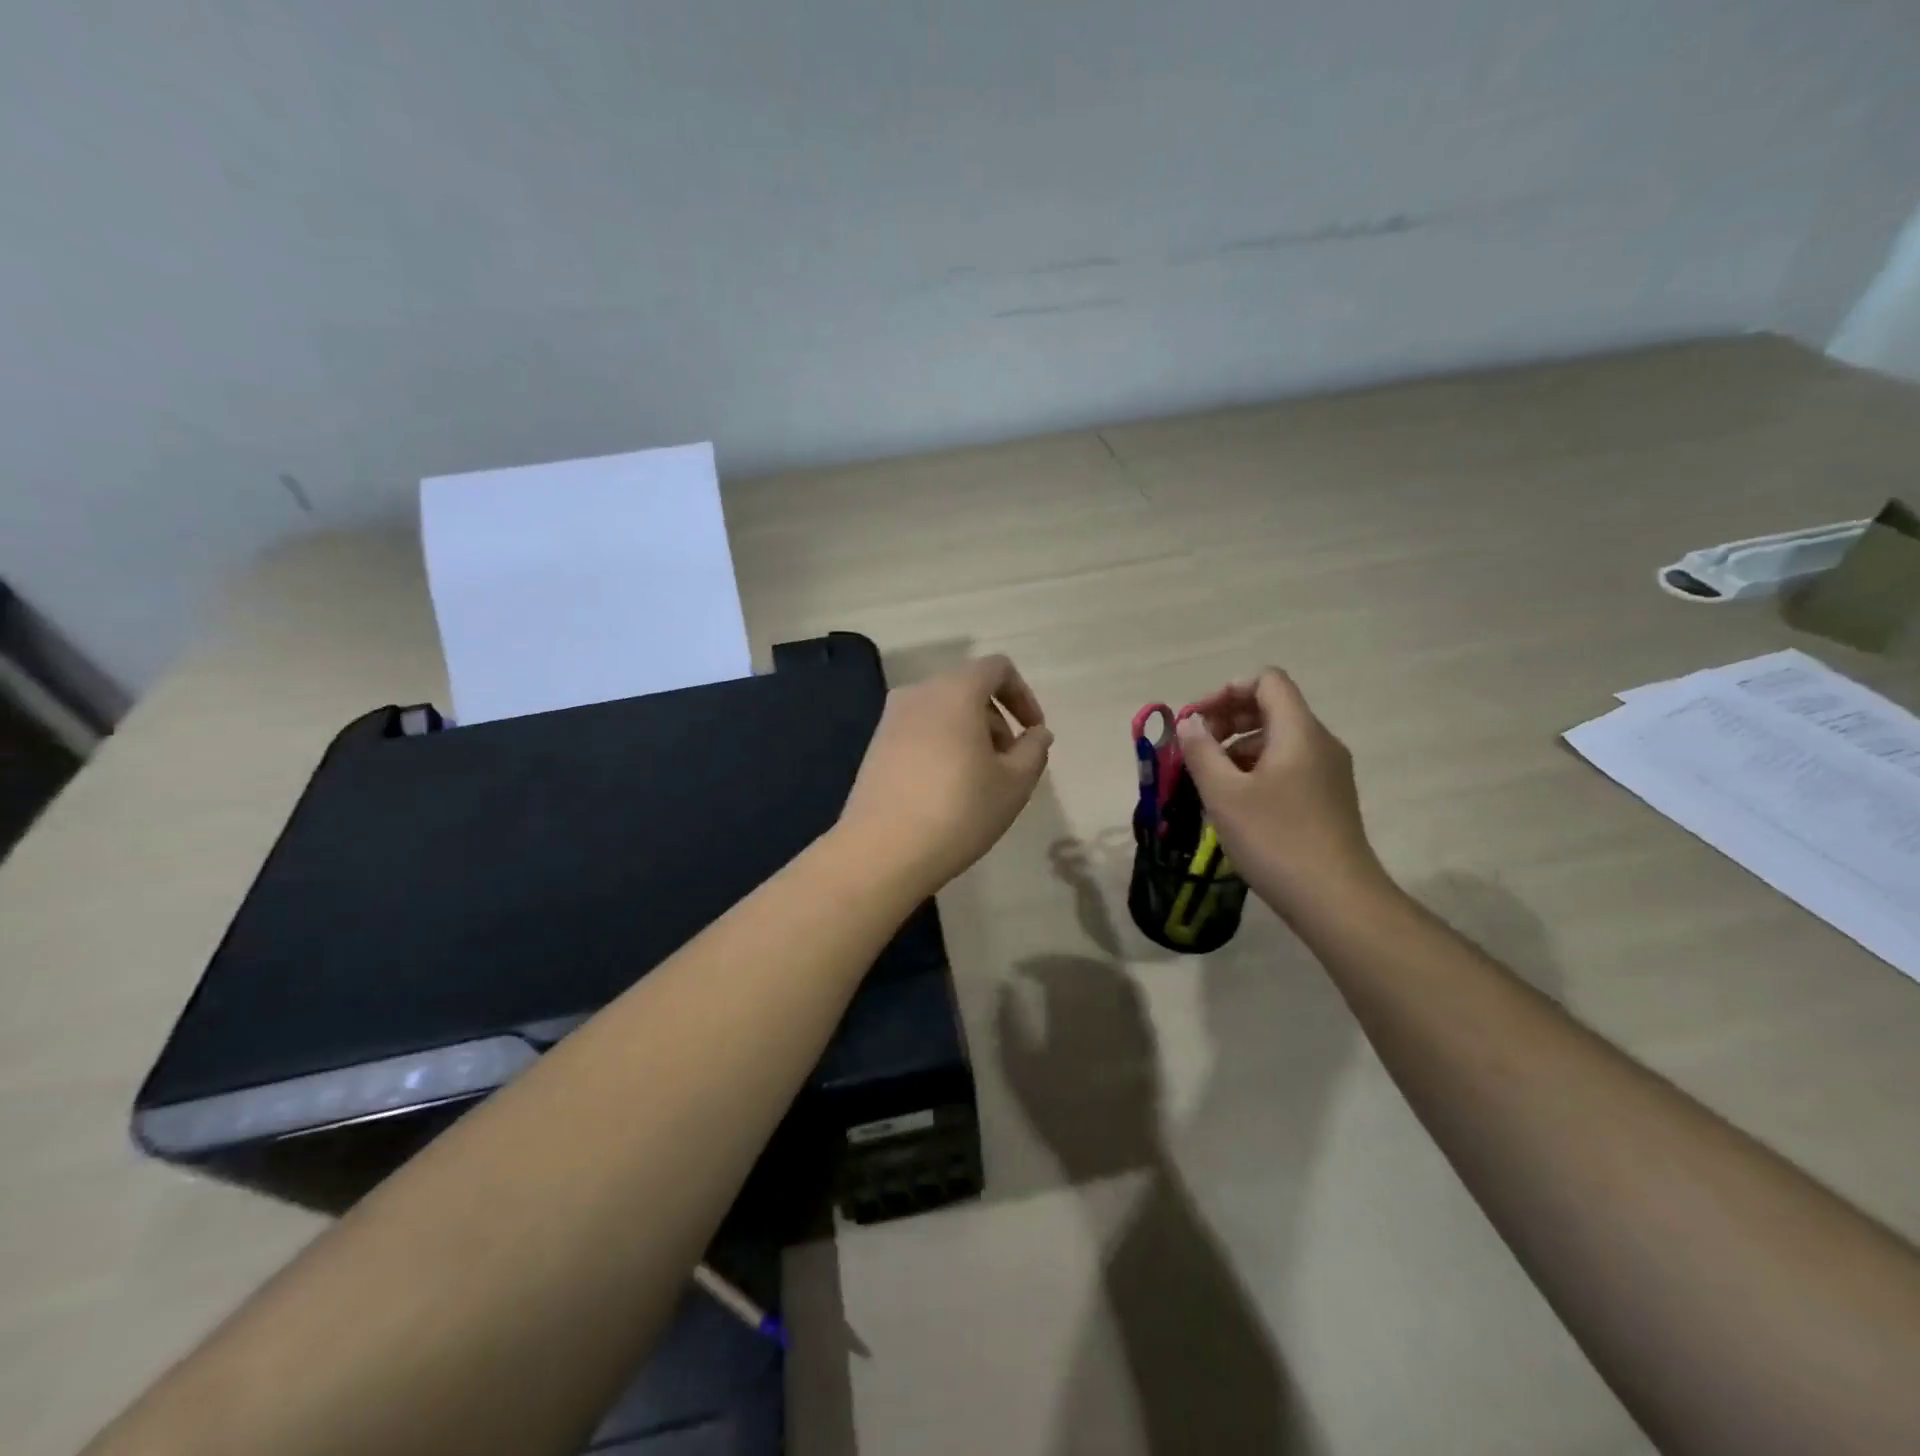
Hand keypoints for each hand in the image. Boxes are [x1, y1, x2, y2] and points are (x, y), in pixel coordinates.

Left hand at [839, 655, 1053, 891]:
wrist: (882, 850)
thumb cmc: (958, 811)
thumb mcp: (1013, 784)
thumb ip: (1033, 750)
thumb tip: (1037, 733)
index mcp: (955, 691)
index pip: (997, 668)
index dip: (1023, 695)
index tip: (1033, 733)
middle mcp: (918, 693)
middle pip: (968, 689)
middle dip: (997, 719)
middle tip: (1009, 764)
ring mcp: (891, 718)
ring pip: (943, 711)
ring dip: (969, 734)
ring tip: (979, 780)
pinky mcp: (875, 745)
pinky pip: (920, 730)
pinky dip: (942, 745)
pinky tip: (945, 789)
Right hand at [1175, 669, 1388, 919]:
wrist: (1336, 900)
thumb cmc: (1275, 839)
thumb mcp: (1224, 794)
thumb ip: (1201, 751)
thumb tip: (1189, 723)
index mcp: (1299, 731)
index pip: (1267, 681)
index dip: (1227, 690)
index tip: (1197, 720)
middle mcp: (1320, 743)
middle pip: (1272, 708)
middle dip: (1228, 720)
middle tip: (1196, 750)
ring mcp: (1328, 772)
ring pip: (1278, 740)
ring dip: (1238, 748)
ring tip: (1210, 782)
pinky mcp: (1328, 799)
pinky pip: (1288, 766)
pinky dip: (1257, 770)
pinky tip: (1235, 804)